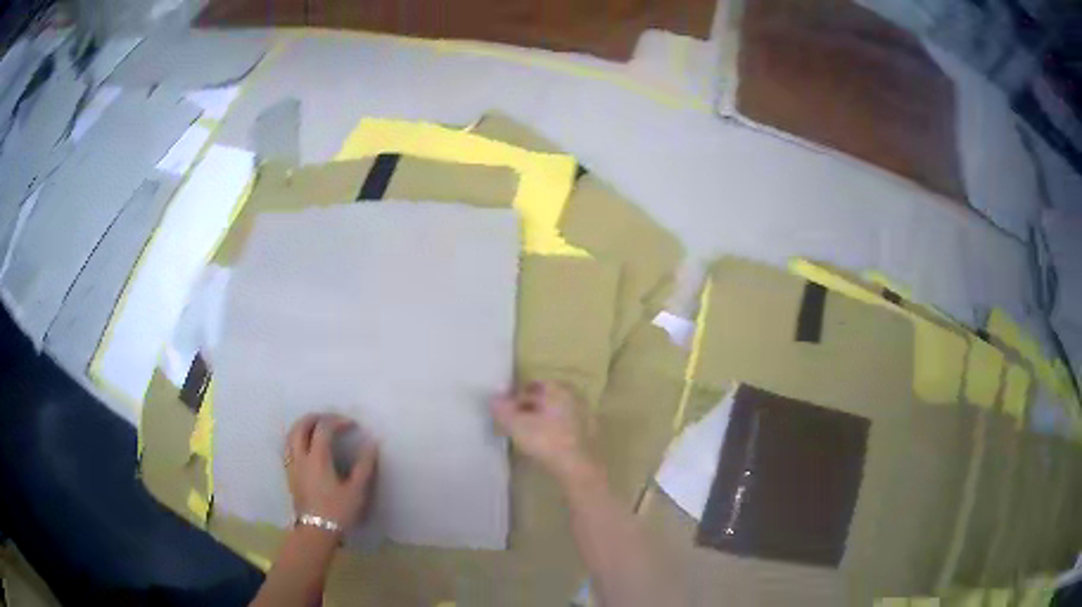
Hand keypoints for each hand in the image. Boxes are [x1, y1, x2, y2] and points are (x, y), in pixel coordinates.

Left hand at [284, 414, 377, 530]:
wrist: (316, 531)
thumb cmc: (338, 511)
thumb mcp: (357, 490)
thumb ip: (364, 466)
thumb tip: (372, 444)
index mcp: (318, 458)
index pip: (324, 428)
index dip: (338, 421)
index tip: (352, 425)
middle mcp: (301, 456)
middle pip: (301, 425)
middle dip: (316, 417)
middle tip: (332, 420)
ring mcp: (292, 464)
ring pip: (291, 435)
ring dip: (304, 425)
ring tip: (318, 428)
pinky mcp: (289, 473)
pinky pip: (288, 446)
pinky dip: (297, 438)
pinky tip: (307, 445)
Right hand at [492, 381, 593, 483]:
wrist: (578, 468)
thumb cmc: (546, 441)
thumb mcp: (517, 424)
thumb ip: (502, 409)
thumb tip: (493, 398)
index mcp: (559, 389)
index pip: (532, 385)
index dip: (515, 396)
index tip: (504, 410)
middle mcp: (573, 397)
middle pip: (544, 398)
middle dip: (527, 407)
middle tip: (511, 421)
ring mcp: (583, 415)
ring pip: (554, 413)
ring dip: (539, 420)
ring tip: (524, 434)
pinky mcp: (587, 434)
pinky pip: (563, 426)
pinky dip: (551, 430)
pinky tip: (542, 443)